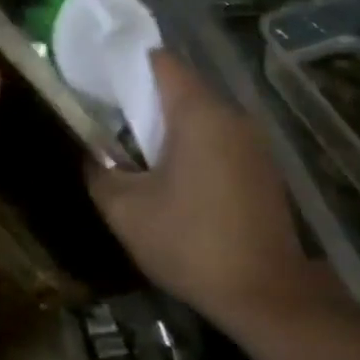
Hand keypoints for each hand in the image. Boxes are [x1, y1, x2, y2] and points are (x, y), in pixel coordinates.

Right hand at [88, 52, 344, 333]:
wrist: (268, 298)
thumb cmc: (191, 243)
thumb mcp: (126, 211)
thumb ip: (99, 172)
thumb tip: (91, 154)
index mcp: (199, 113)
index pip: (161, 62)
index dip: (127, 64)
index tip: (100, 81)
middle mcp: (232, 117)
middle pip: (181, 87)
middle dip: (144, 99)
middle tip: (108, 120)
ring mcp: (254, 144)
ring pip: (202, 116)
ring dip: (169, 127)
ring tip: (136, 152)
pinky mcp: (263, 170)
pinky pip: (219, 140)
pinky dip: (193, 147)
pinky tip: (173, 180)